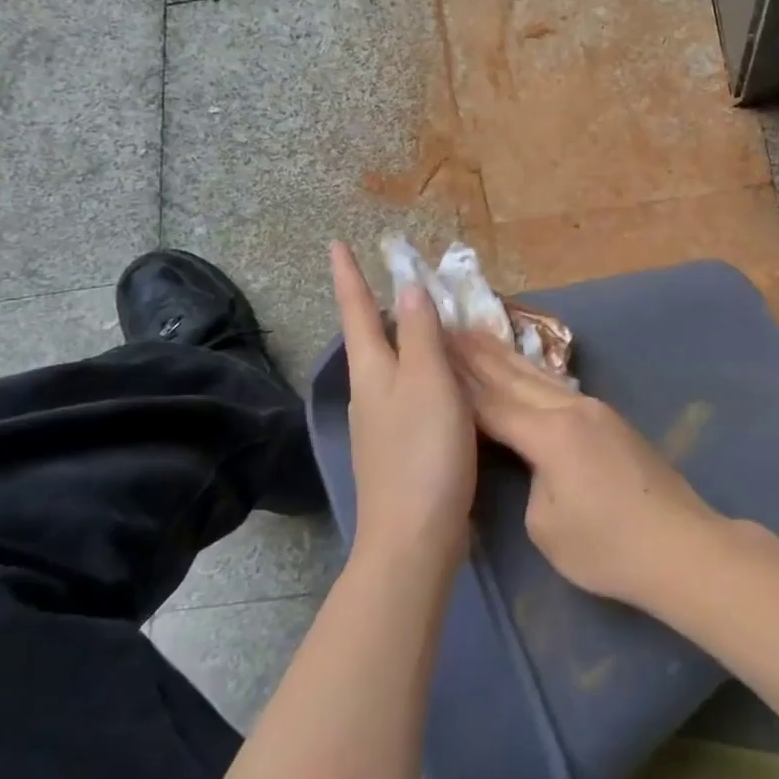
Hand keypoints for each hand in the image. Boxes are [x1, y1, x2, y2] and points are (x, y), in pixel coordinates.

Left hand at [330, 242, 476, 579]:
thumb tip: (408, 286)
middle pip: (370, 338)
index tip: (336, 243)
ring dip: (403, 338)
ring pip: (390, 365)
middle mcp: (369, 392)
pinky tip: (442, 379)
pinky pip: (408, 392)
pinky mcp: (398, 448)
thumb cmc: (424, 451)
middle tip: (396, 278)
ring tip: (426, 320)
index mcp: (373, 371)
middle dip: (377, 306)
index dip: (348, 275)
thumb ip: (422, 334)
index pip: (357, 310)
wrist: (414, 535)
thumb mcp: (430, 383)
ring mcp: (381, 423)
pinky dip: (421, 371)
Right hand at [450, 332, 722, 608]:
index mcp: (551, 433)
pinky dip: (531, 375)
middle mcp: (572, 409)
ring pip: (540, 377)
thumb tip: (531, 462)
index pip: (492, 403)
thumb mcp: (545, 526)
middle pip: (515, 377)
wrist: (682, 546)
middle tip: (446, 328)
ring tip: (477, 336)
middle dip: (477, 355)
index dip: (458, 384)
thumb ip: (527, 481)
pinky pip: (559, 388)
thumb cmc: (608, 546)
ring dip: (505, 357)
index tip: (431, 354)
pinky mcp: (611, 421)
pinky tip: (523, 369)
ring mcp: (595, 410)